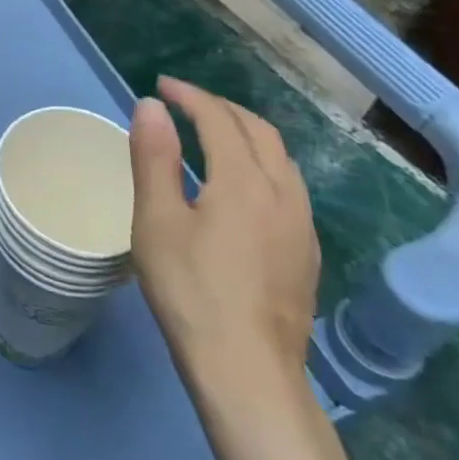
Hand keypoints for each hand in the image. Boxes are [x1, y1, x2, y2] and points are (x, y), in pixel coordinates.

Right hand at [128, 78, 319, 399]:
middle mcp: (283, 193)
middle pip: (259, 131)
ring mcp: (302, 226)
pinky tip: (242, 187)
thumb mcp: (157, 220)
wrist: (249, 373)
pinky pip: (289, 187)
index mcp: (244, 180)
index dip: (189, 96)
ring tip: (213, 134)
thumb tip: (151, 105)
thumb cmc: (191, 291)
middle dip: (221, 108)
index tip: (161, 86)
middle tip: (185, 103)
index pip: (218, 118)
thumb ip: (154, 157)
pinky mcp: (307, 254)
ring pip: (281, 159)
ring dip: (246, 134)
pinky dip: (262, 164)